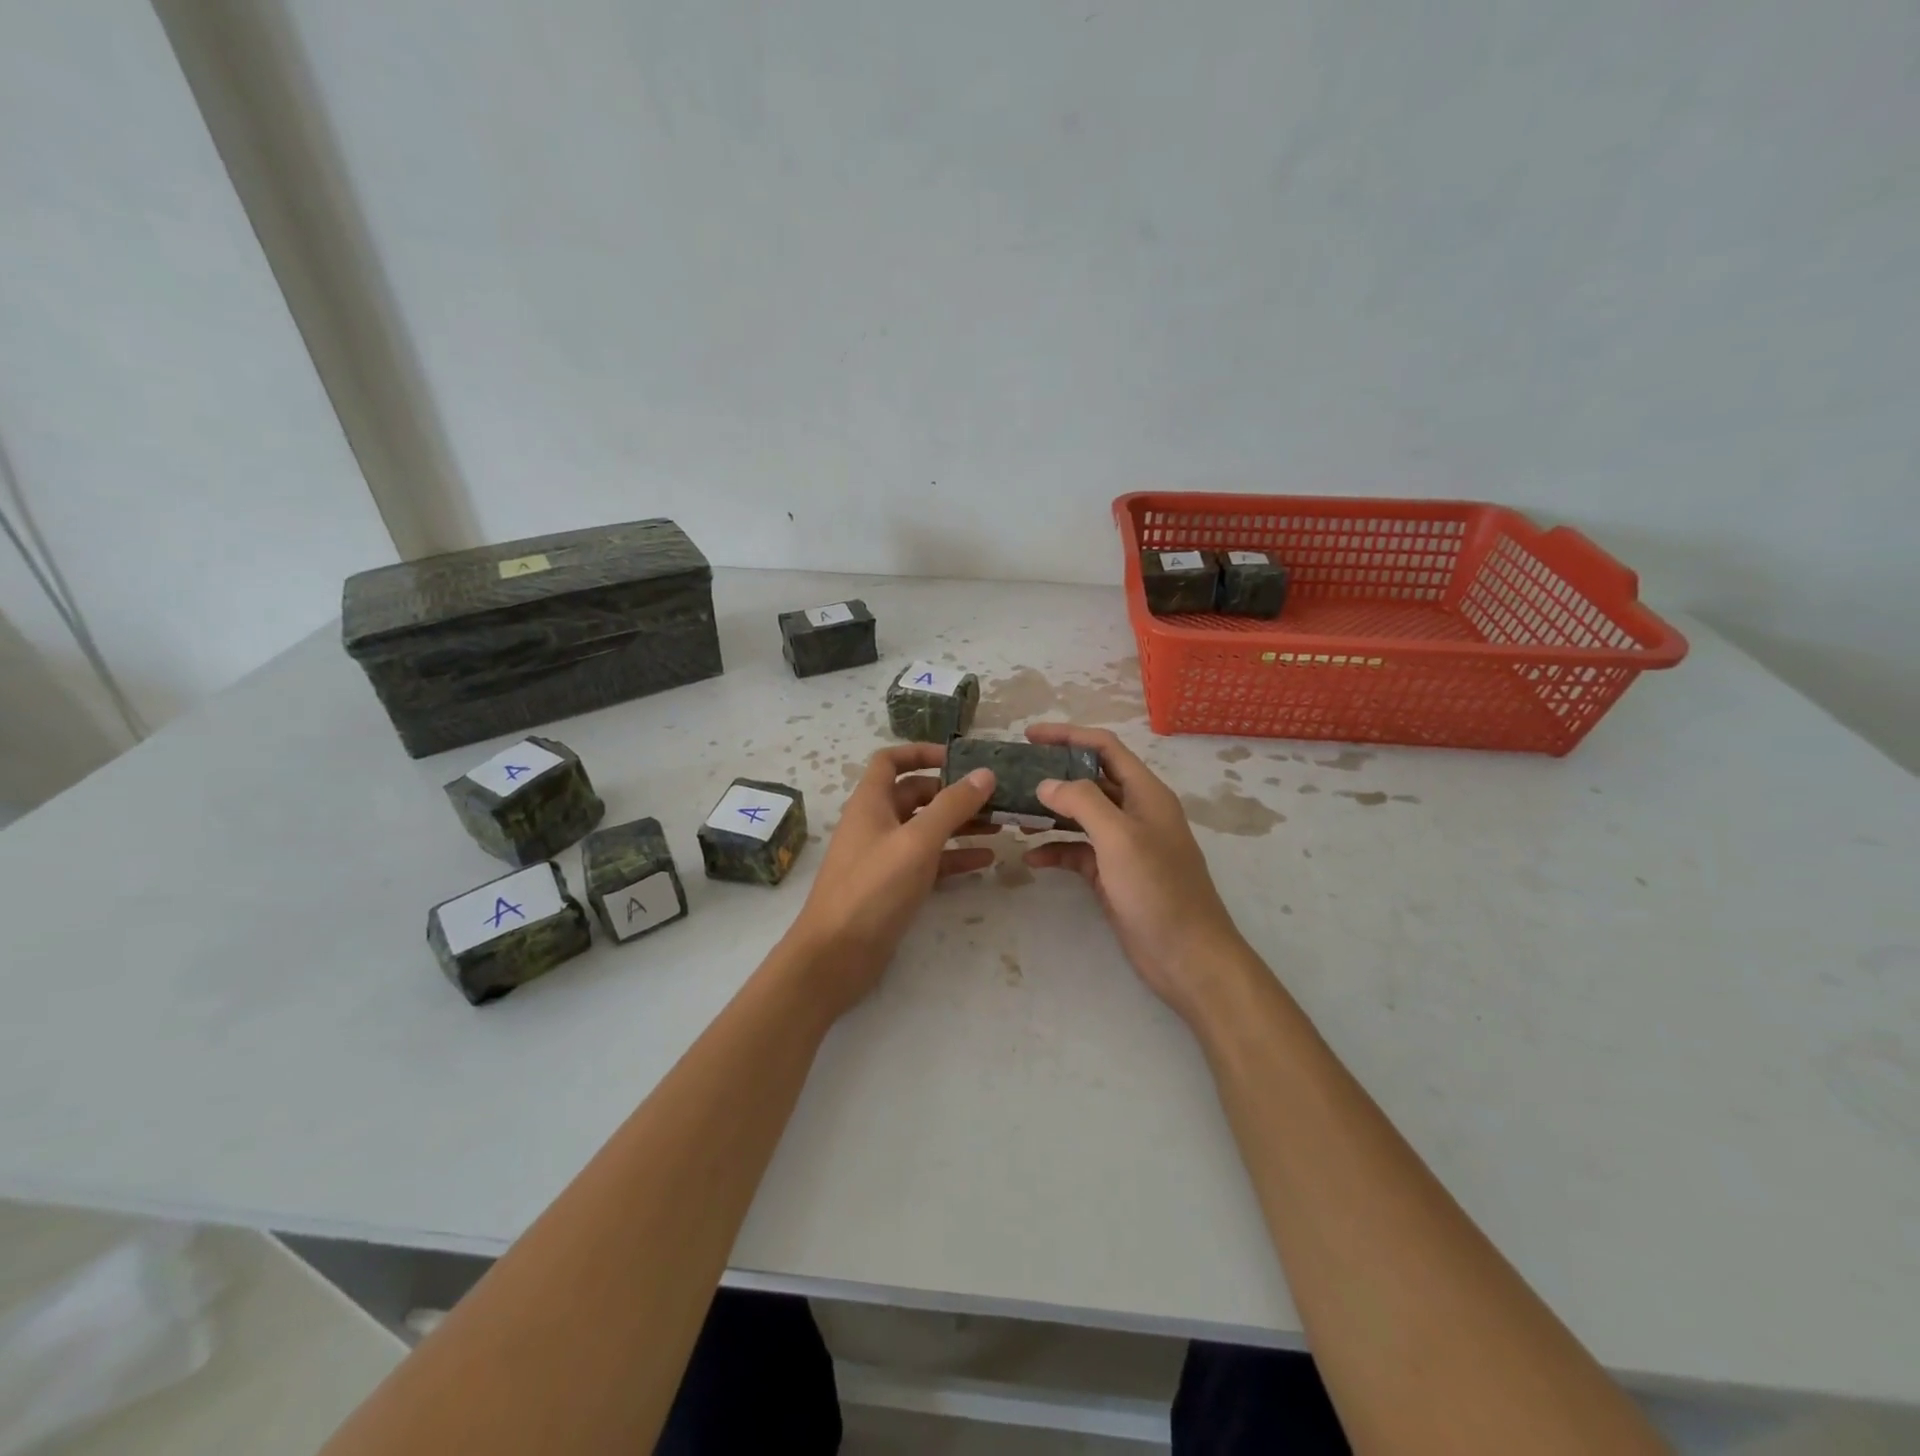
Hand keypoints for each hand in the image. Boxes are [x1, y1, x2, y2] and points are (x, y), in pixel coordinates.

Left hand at [788, 744, 996, 1013]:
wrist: (836, 955)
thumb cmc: (873, 889)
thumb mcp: (917, 842)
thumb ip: (952, 806)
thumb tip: (984, 773)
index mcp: (871, 802)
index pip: (891, 760)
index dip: (922, 752)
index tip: (959, 758)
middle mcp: (876, 823)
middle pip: (916, 794)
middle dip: (954, 793)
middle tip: (994, 797)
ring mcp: (885, 856)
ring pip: (927, 829)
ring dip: (960, 825)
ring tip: (1001, 825)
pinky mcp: (894, 886)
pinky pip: (929, 862)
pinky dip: (955, 857)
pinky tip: (986, 860)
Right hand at [1022, 724, 1250, 1021]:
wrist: (1187, 956)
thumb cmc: (1158, 889)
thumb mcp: (1119, 837)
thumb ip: (1082, 802)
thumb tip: (1046, 784)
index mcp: (1146, 793)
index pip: (1104, 748)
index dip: (1068, 736)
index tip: (1029, 735)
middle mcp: (1136, 812)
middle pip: (1090, 780)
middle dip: (1054, 775)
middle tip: (1015, 775)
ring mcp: (1124, 845)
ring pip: (1081, 817)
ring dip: (1050, 814)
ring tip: (1014, 814)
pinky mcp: (1113, 875)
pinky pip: (1079, 852)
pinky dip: (1056, 850)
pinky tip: (1031, 858)